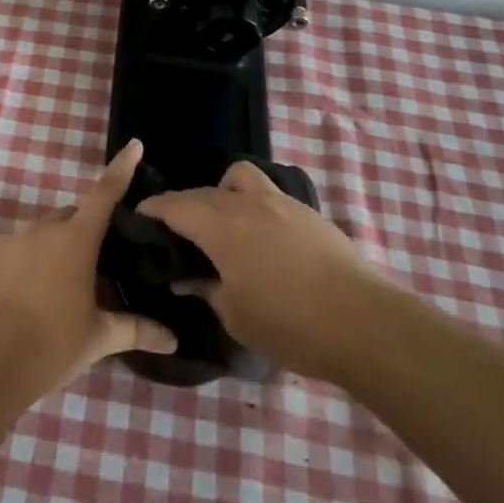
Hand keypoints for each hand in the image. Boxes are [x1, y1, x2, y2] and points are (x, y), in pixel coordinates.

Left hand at [0, 140, 177, 389]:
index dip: (120, 168)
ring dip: (46, 252)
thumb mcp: (98, 338)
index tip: (132, 145)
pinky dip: (14, 268)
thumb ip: (135, 330)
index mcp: (76, 240)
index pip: (104, 194)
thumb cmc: (52, 344)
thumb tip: (172, 339)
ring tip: (47, 292)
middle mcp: (40, 229)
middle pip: (67, 218)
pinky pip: (4, 254)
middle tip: (87, 268)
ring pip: (33, 236)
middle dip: (79, 233)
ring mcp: (6, 240)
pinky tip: (13, 300)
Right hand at [137, 161, 378, 381]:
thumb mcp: (236, 317)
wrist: (364, 323)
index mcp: (222, 228)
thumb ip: (208, 289)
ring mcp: (281, 203)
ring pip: (240, 177)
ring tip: (224, 221)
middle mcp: (247, 204)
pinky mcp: (308, 213)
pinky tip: (261, 236)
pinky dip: (253, 204)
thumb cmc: (291, 325)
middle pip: (204, 191)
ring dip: (222, 191)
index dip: (153, 208)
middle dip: (183, 204)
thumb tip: (189, 277)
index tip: (139, 215)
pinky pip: (269, 193)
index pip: (176, 205)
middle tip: (176, 229)